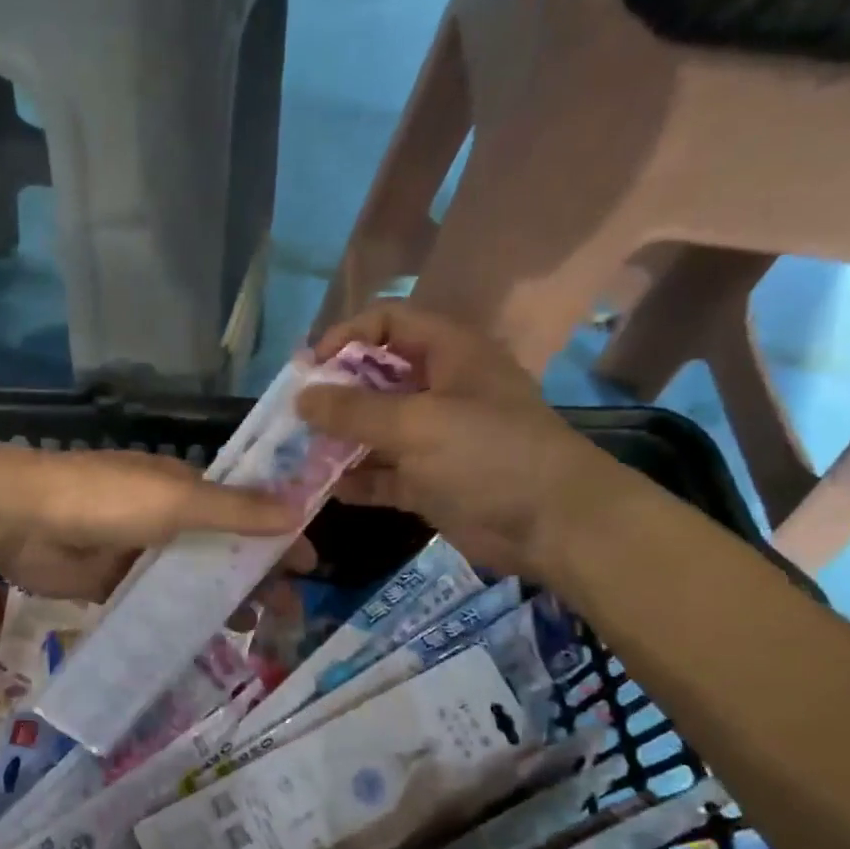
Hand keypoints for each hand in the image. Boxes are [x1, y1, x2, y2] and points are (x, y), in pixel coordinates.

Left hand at [0, 446, 311, 601]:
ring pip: (190, 578)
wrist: (22, 519)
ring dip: (220, 599)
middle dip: (254, 575)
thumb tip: (299, 511)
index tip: (309, 568)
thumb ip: (235, 510)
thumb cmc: (106, 498)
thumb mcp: (177, 499)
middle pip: (221, 548)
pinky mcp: (111, 583)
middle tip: (285, 613)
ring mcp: (138, 552)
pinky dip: (179, 618)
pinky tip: (200, 641)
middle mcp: (166, 517)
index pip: (245, 511)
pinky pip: (155, 602)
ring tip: (250, 630)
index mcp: (184, 487)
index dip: (278, 536)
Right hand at [296, 302, 623, 576]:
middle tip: (295, 416)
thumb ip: (354, 410)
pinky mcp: (431, 480)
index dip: (347, 336)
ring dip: (340, 441)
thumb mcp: (417, 424)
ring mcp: (435, 437)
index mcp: (449, 353)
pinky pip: (384, 473)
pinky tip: (329, 490)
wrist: (555, 526)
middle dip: (334, 395)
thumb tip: (301, 397)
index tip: (309, 368)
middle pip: (376, 377)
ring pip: (376, 429)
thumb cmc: (489, 456)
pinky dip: (359, 480)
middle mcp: (440, 389)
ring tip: (300, 455)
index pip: (389, 322)